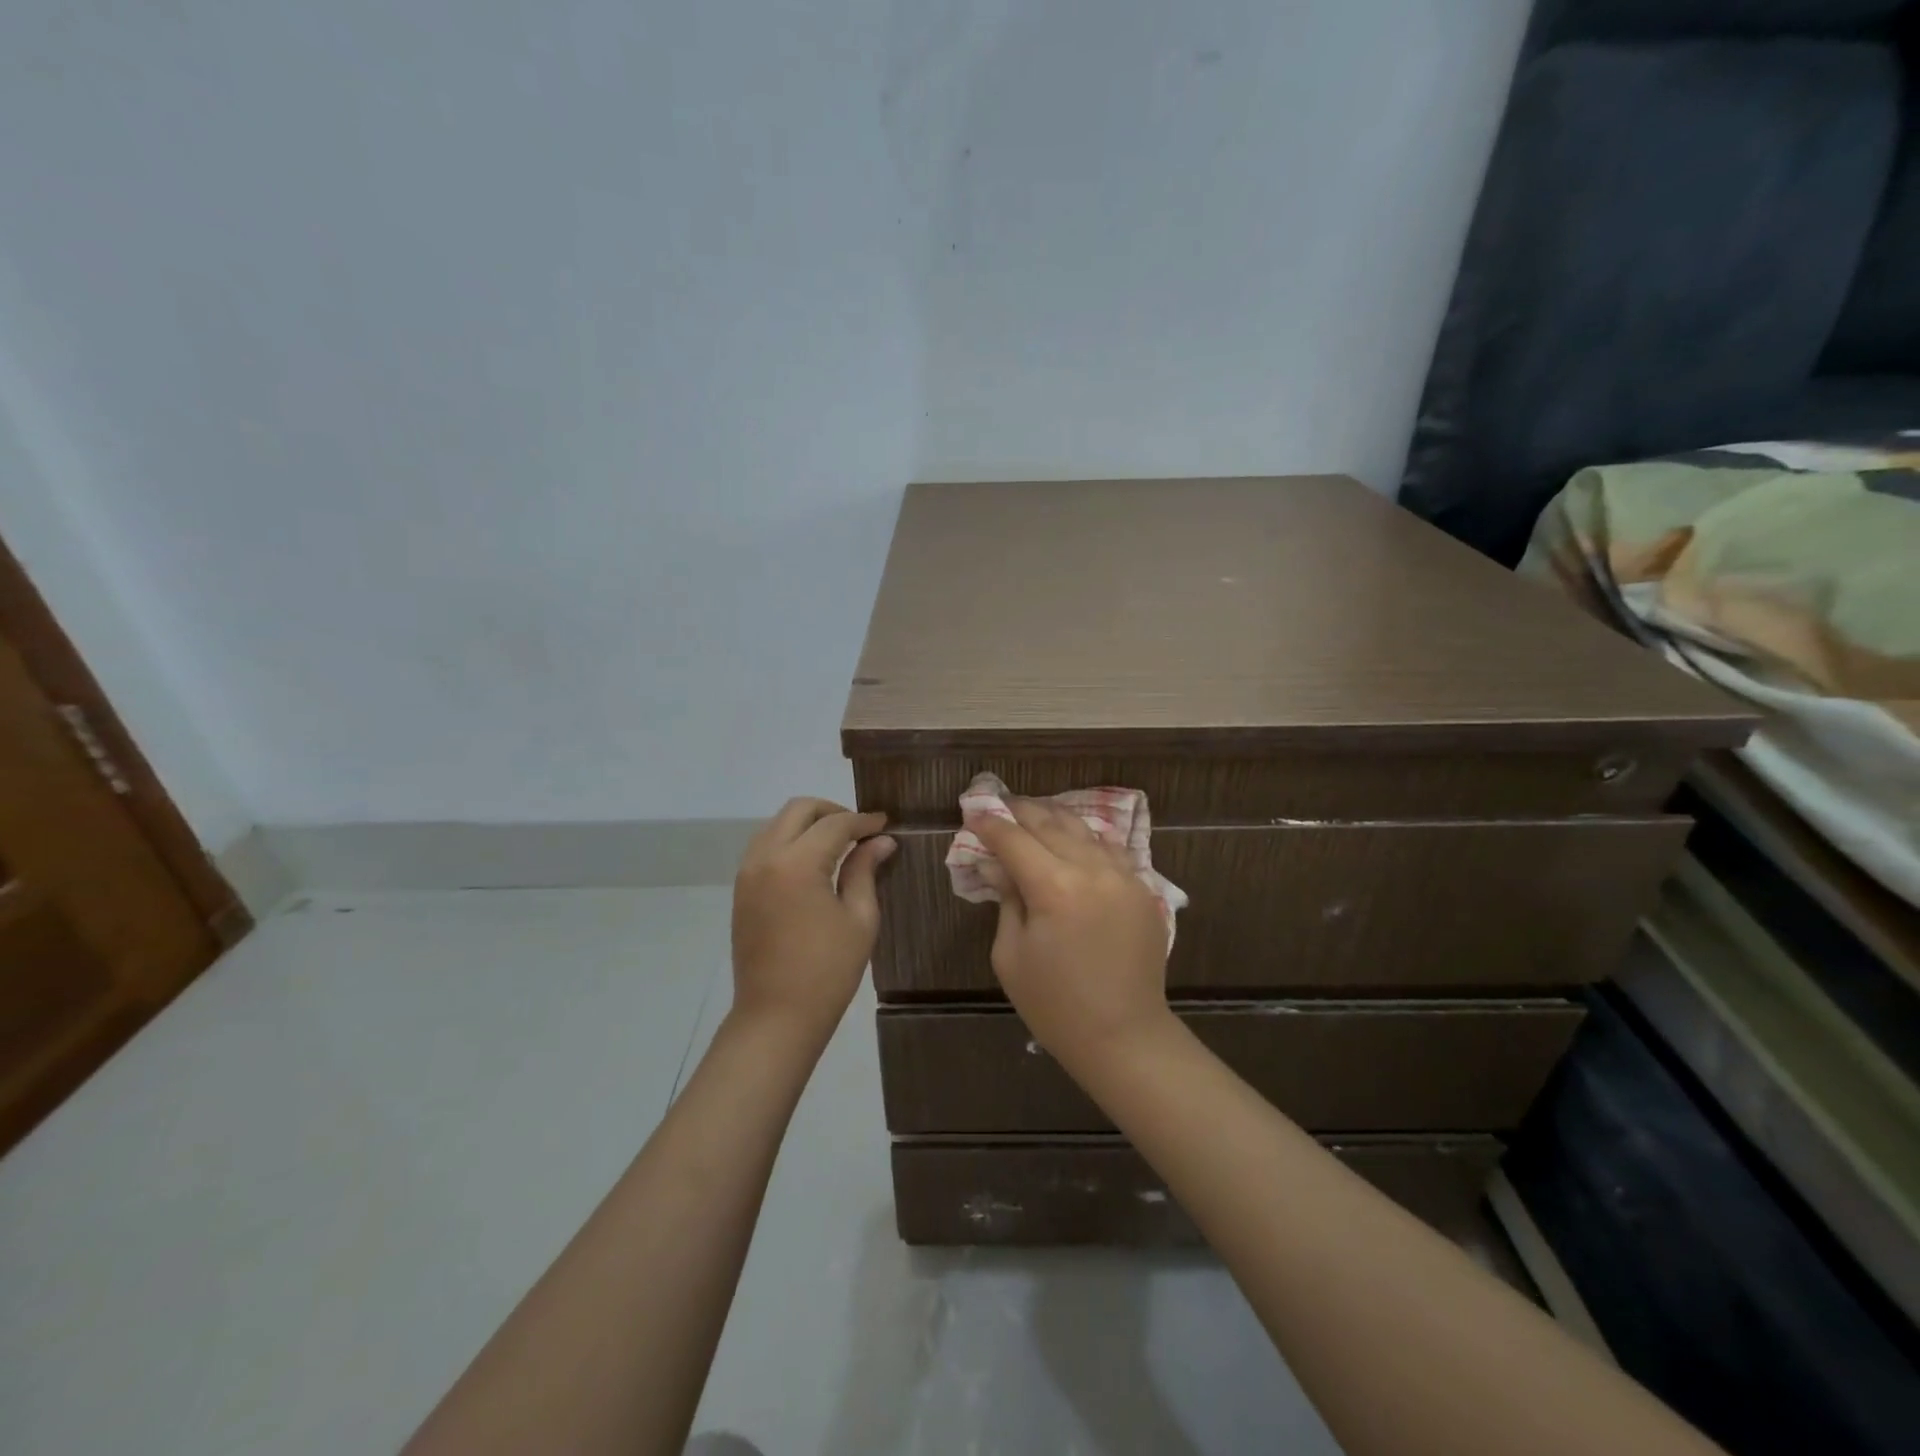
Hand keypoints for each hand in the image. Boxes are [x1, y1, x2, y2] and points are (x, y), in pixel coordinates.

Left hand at [730, 797, 895, 1041]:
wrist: (776, 1016)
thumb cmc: (827, 971)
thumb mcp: (859, 918)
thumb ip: (865, 870)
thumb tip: (881, 841)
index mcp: (797, 864)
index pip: (834, 824)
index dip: (863, 820)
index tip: (885, 823)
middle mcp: (765, 858)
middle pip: (798, 810)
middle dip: (832, 811)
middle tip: (860, 829)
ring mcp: (748, 872)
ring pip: (777, 824)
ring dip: (808, 823)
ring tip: (839, 843)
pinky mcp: (741, 889)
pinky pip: (765, 845)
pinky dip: (790, 840)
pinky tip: (814, 861)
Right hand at [968, 799, 1173, 1072]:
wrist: (1124, 1036)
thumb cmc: (1055, 1004)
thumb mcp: (1011, 955)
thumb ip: (1006, 900)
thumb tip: (996, 866)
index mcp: (1054, 887)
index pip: (1014, 840)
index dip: (990, 825)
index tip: (973, 814)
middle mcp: (1092, 870)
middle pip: (1050, 824)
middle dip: (1021, 811)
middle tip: (1000, 805)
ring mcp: (1124, 877)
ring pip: (1084, 830)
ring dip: (1055, 818)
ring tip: (1033, 814)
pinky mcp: (1143, 890)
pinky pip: (1111, 850)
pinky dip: (1087, 838)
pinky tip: (1074, 838)